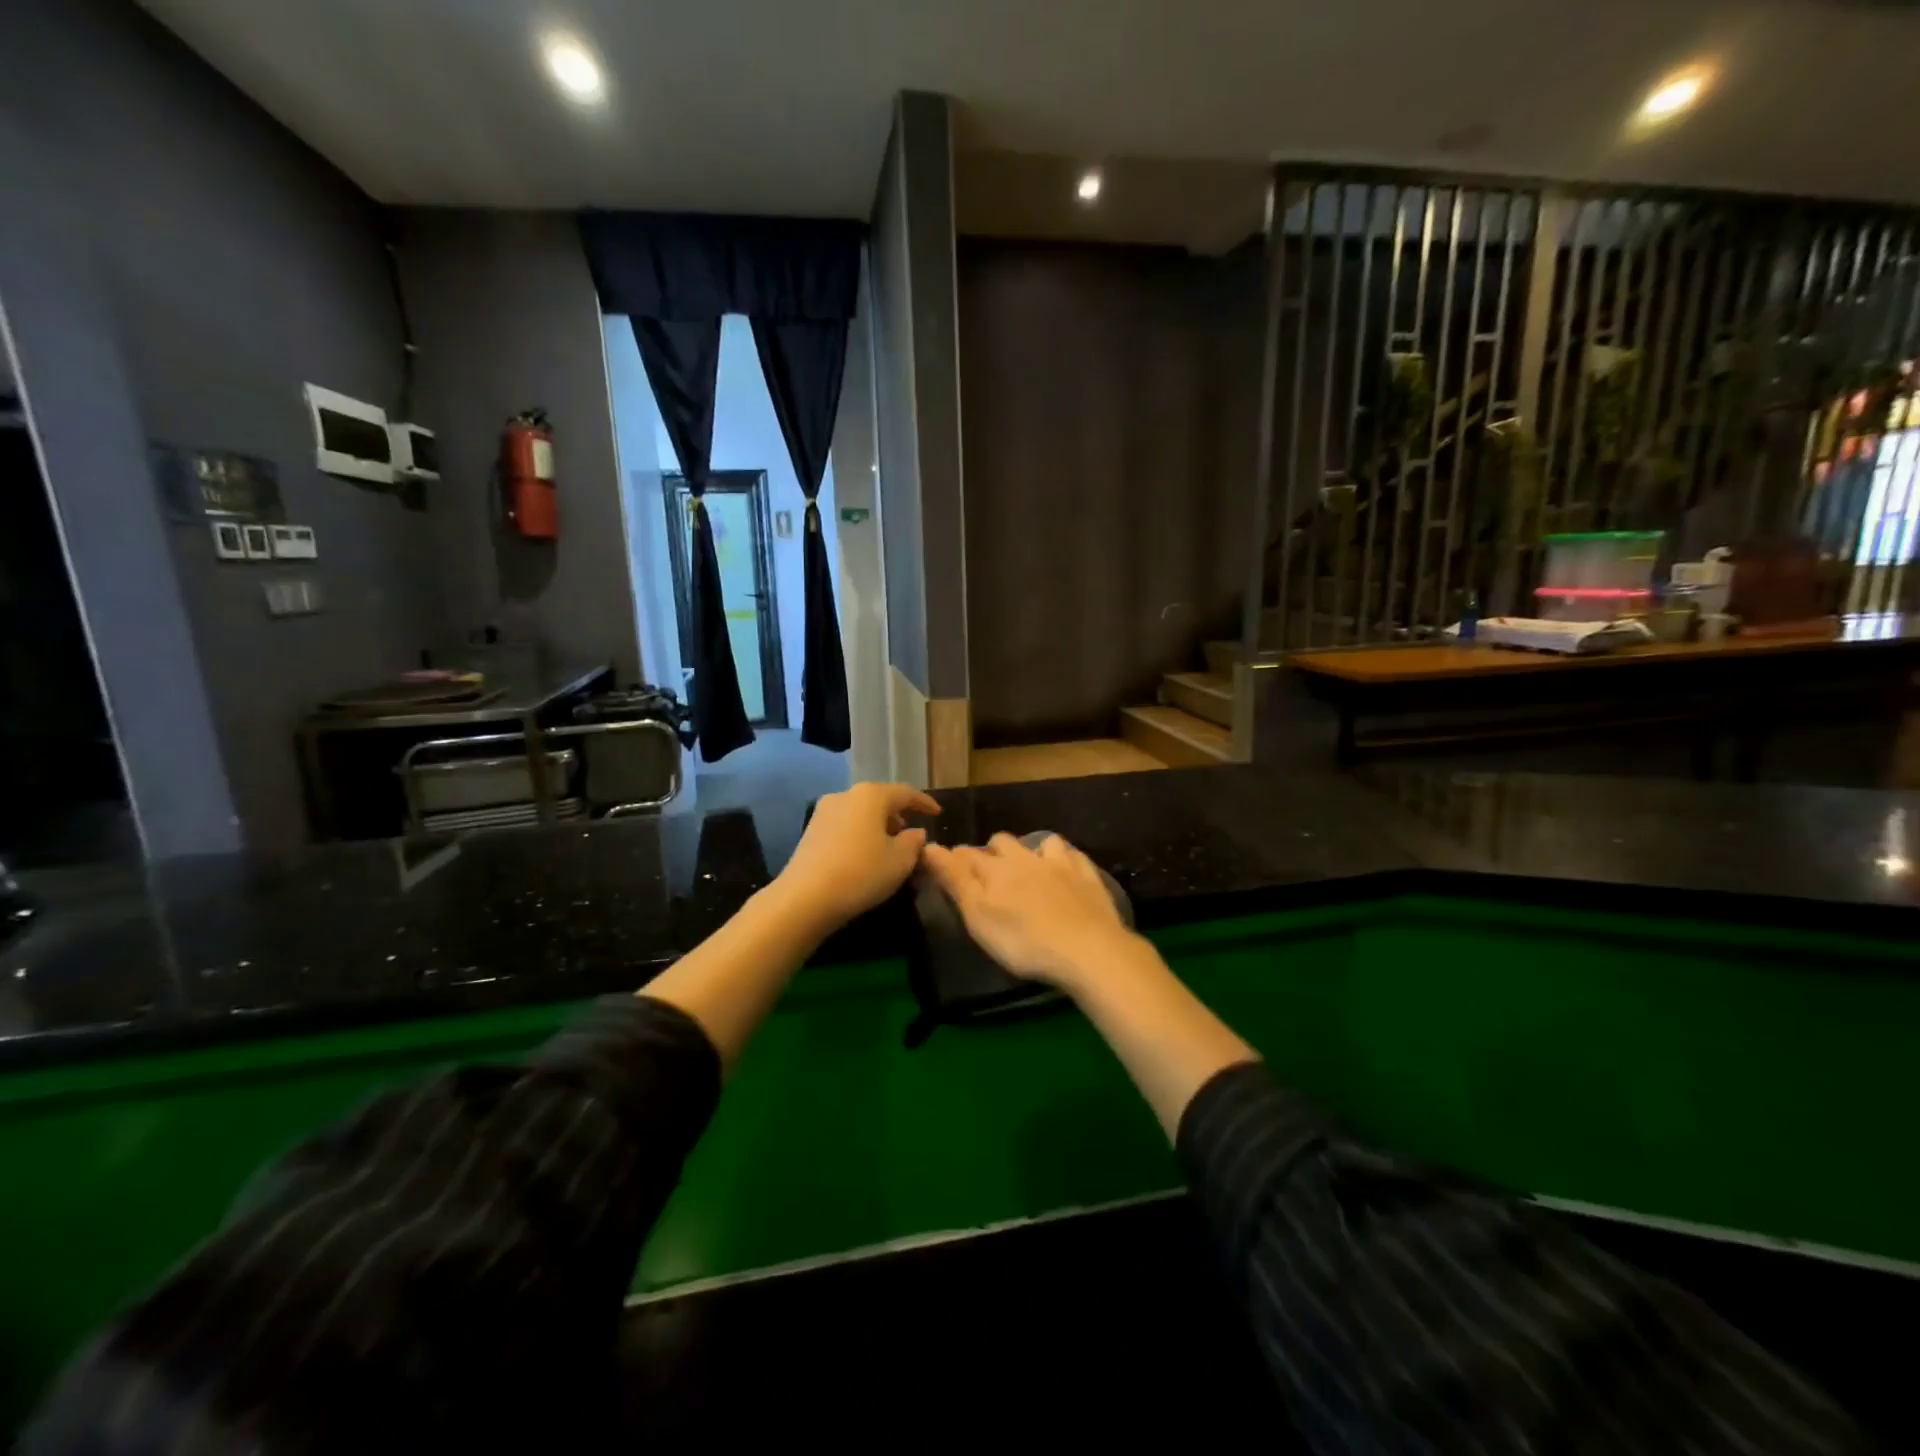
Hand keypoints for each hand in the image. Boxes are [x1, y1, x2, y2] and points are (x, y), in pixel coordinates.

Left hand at [773, 782, 939, 933]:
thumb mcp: (900, 861)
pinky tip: (865, 854)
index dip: (924, 803)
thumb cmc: (861, 873)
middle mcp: (846, 795)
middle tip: (912, 833)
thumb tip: (915, 832)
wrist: (804, 898)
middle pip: (880, 799)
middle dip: (898, 814)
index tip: (937, 813)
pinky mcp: (810, 830)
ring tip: (889, 846)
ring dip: (877, 825)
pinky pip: (845, 825)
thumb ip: (914, 842)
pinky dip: (860, 833)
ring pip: (860, 812)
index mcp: (871, 795)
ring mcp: (824, 811)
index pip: (906, 793)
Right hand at [921, 833, 1136, 990]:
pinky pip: (1072, 856)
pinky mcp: (1087, 876)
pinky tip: (1065, 870)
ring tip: (1029, 867)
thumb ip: (954, 879)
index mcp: (996, 869)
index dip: (954, 858)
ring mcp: (1060, 864)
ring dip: (1031, 850)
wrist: (1087, 949)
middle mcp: (1026, 857)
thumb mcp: (977, 915)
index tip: (947, 867)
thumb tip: (929, 846)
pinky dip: (1064, 859)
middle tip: (989, 873)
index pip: (967, 855)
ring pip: (1040, 843)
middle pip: (1003, 842)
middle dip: (992, 852)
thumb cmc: (1022, 940)